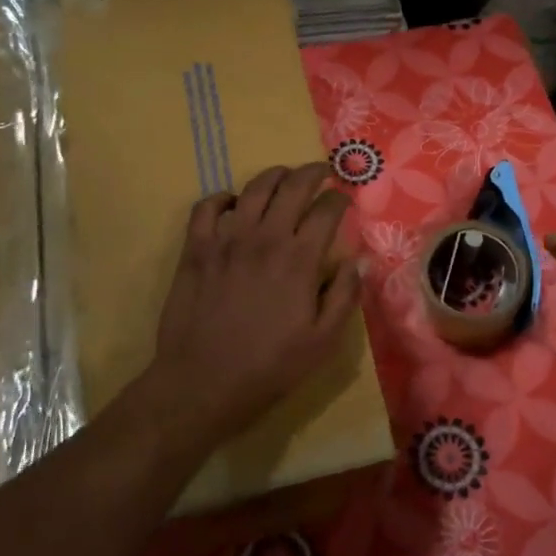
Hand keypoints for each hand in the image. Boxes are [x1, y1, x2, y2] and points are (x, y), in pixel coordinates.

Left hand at [145, 162, 361, 450]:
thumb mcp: (324, 341)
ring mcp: (226, 239)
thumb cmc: (270, 366)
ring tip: (284, 178)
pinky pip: (207, 206)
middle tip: (322, 173)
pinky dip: (223, 197)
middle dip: (313, 173)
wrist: (203, 383)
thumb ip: (345, 295)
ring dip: (274, 176)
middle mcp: (264, 237)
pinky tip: (233, 204)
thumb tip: (359, 260)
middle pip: (292, 186)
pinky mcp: (196, 248)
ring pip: (253, 188)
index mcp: (299, 259)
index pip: (326, 210)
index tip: (345, 200)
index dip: (340, 199)